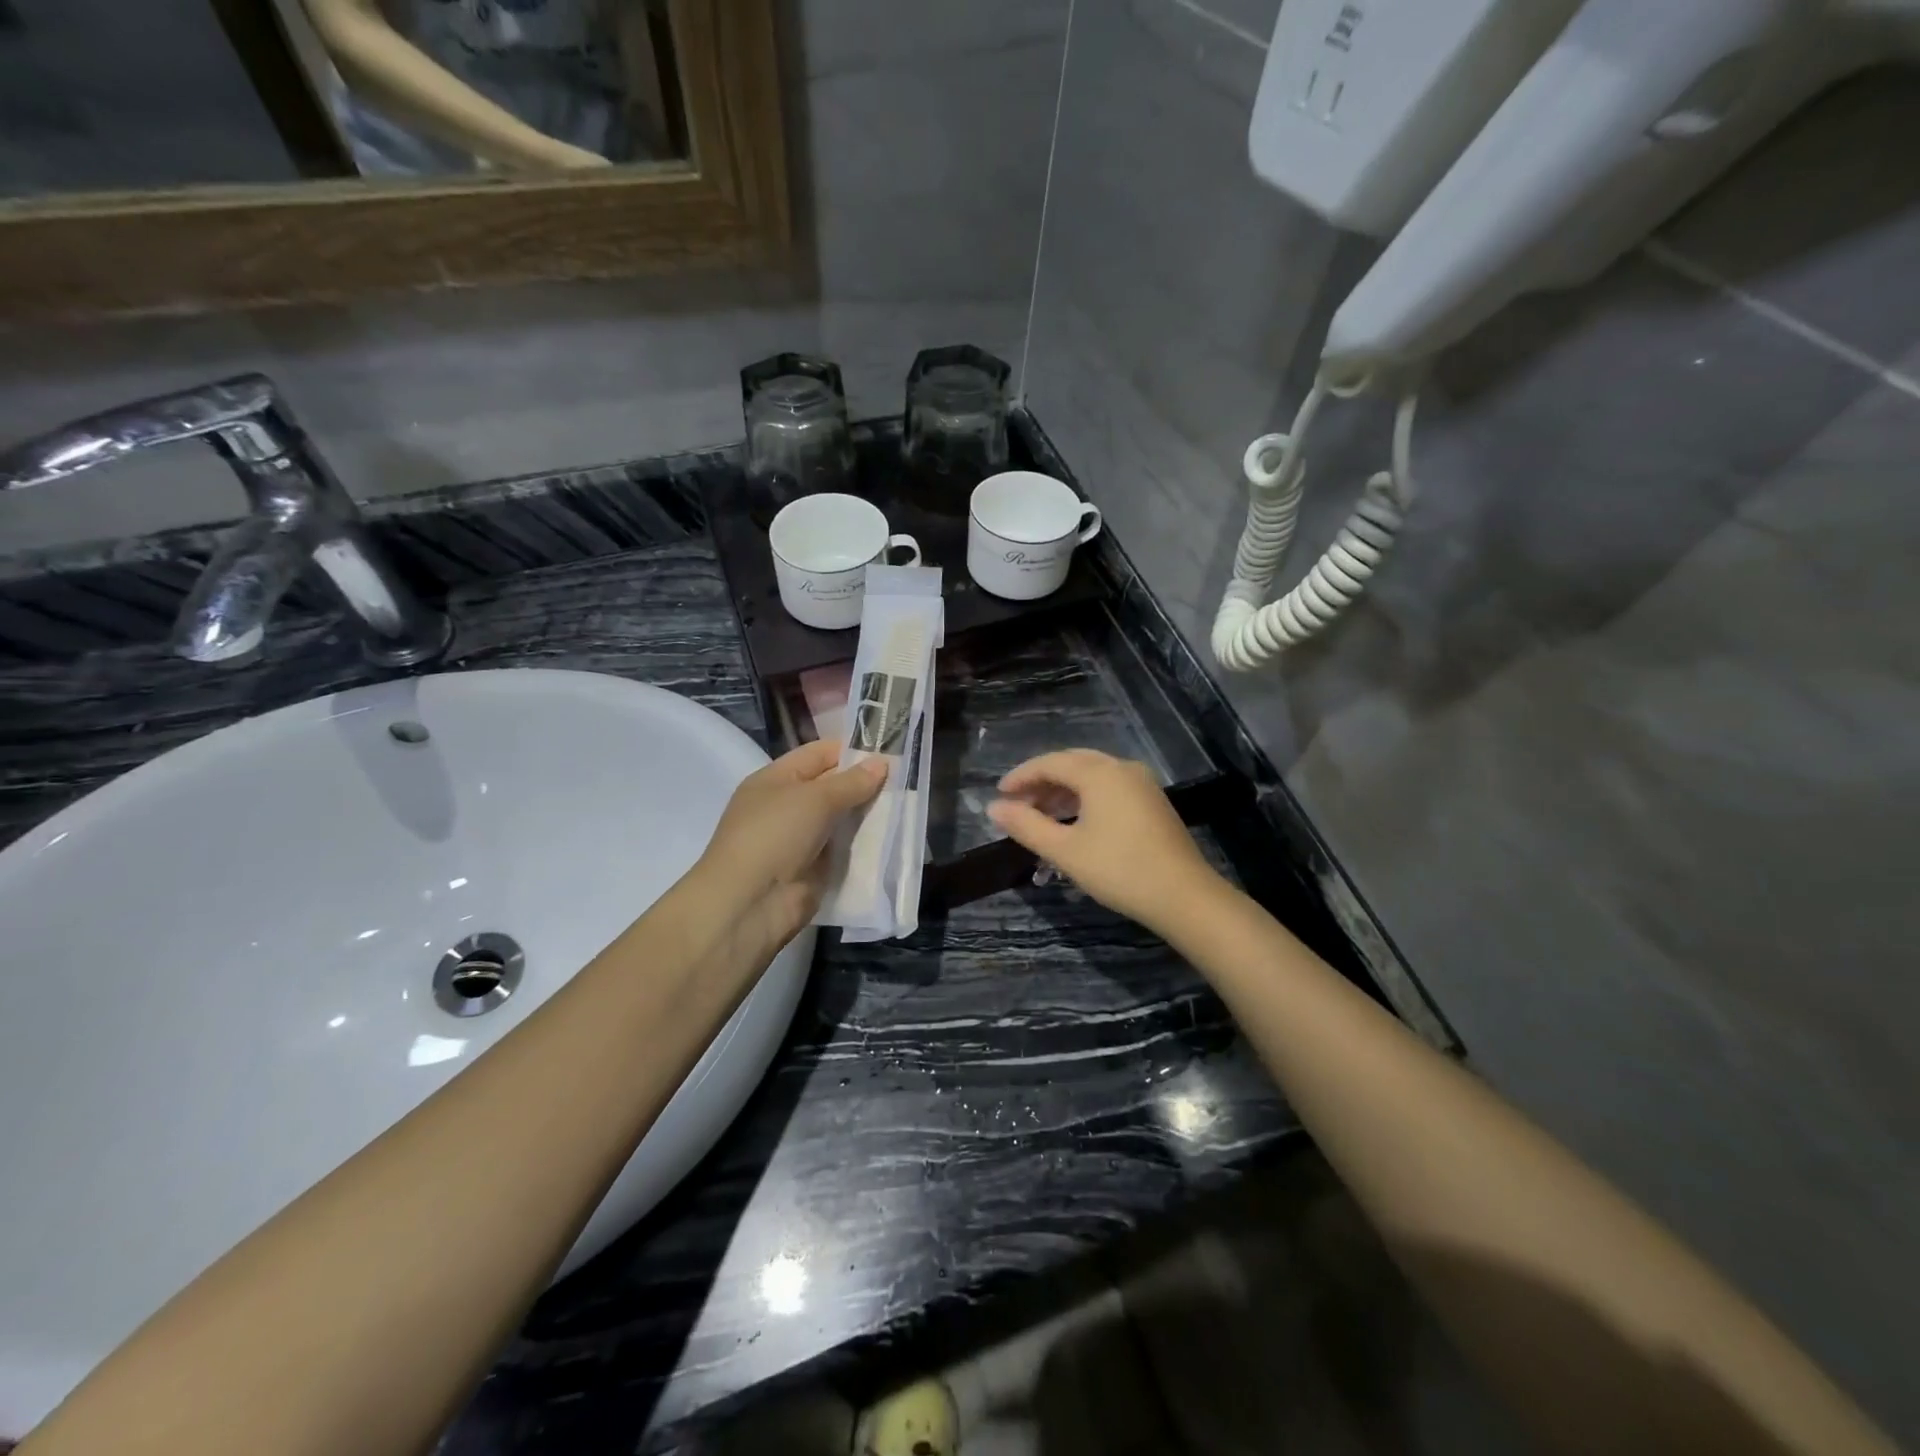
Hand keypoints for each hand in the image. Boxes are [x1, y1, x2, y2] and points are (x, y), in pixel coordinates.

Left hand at [691, 739, 887, 962]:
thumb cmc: (775, 835)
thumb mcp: (815, 799)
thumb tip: (881, 763)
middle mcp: (787, 805)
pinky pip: (845, 847)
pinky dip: (865, 843)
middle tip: (906, 778)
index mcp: (776, 779)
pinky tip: (894, 835)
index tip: (890, 750)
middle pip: (833, 786)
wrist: (751, 902)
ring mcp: (801, 838)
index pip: (819, 754)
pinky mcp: (815, 868)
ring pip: (842, 818)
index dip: (851, 749)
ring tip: (907, 803)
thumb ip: (851, 782)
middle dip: (865, 782)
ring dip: (869, 813)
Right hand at [987, 750, 1223, 932]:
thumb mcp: (1065, 850)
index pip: (1050, 763)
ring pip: (1092, 776)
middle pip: (1072, 764)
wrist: (1184, 896)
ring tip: (1040, 815)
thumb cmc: (1119, 870)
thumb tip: (993, 808)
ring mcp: (1142, 784)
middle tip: (1017, 804)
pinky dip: (1085, 798)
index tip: (999, 795)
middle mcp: (1121, 768)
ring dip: (1063, 791)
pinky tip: (1074, 821)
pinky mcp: (1152, 802)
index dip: (1021, 776)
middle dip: (1041, 782)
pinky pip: (1109, 788)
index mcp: (1099, 773)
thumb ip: (1026, 825)